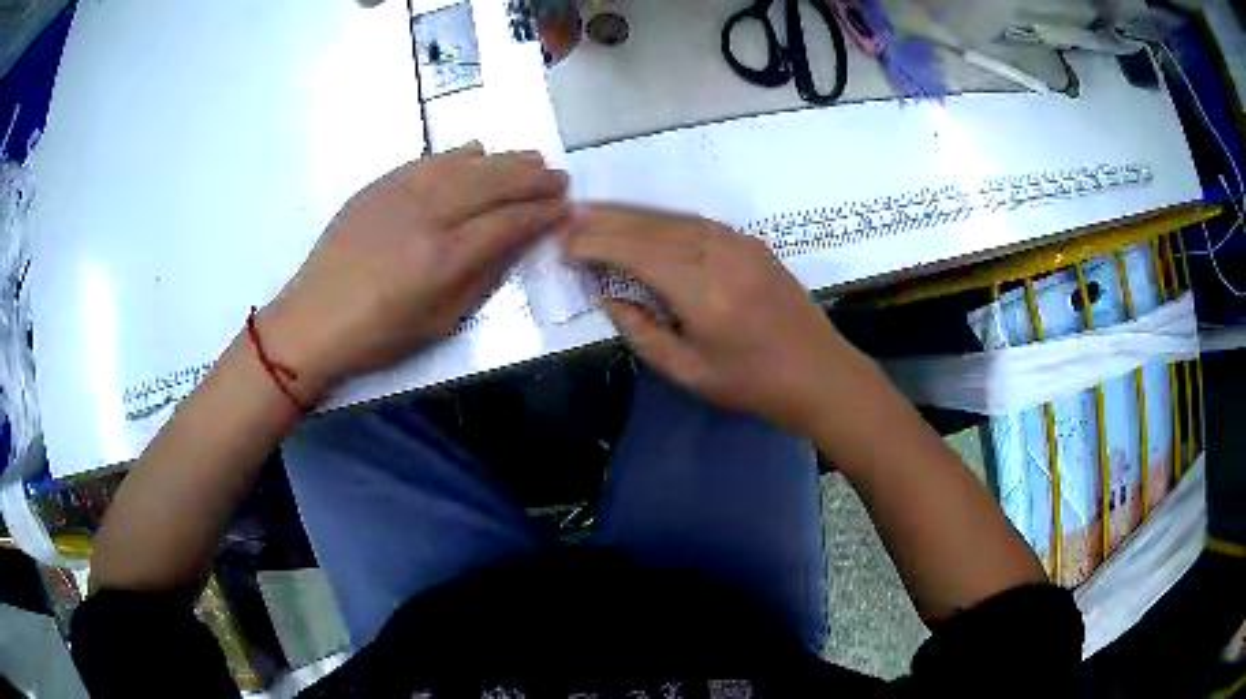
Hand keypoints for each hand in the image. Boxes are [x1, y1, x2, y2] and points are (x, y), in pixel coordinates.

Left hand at [262, 144, 569, 400]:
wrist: (313, 319)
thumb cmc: (378, 335)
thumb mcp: (440, 322)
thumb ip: (483, 277)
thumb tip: (518, 242)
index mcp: (443, 258)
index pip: (508, 222)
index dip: (542, 213)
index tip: (566, 208)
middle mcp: (426, 215)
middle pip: (493, 183)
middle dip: (533, 178)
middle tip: (559, 178)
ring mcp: (400, 193)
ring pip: (464, 164)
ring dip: (504, 159)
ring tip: (531, 159)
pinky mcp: (380, 185)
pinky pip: (430, 160)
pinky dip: (460, 154)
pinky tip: (477, 152)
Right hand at [564, 206, 862, 434]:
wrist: (819, 374)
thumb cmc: (752, 384)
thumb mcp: (688, 372)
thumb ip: (641, 331)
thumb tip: (608, 296)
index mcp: (703, 291)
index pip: (635, 252)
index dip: (596, 244)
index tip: (564, 246)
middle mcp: (721, 255)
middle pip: (650, 227)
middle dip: (605, 221)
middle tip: (569, 220)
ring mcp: (740, 244)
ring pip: (672, 219)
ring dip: (631, 216)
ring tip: (596, 216)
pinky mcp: (752, 243)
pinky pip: (696, 223)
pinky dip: (662, 222)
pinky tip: (645, 226)